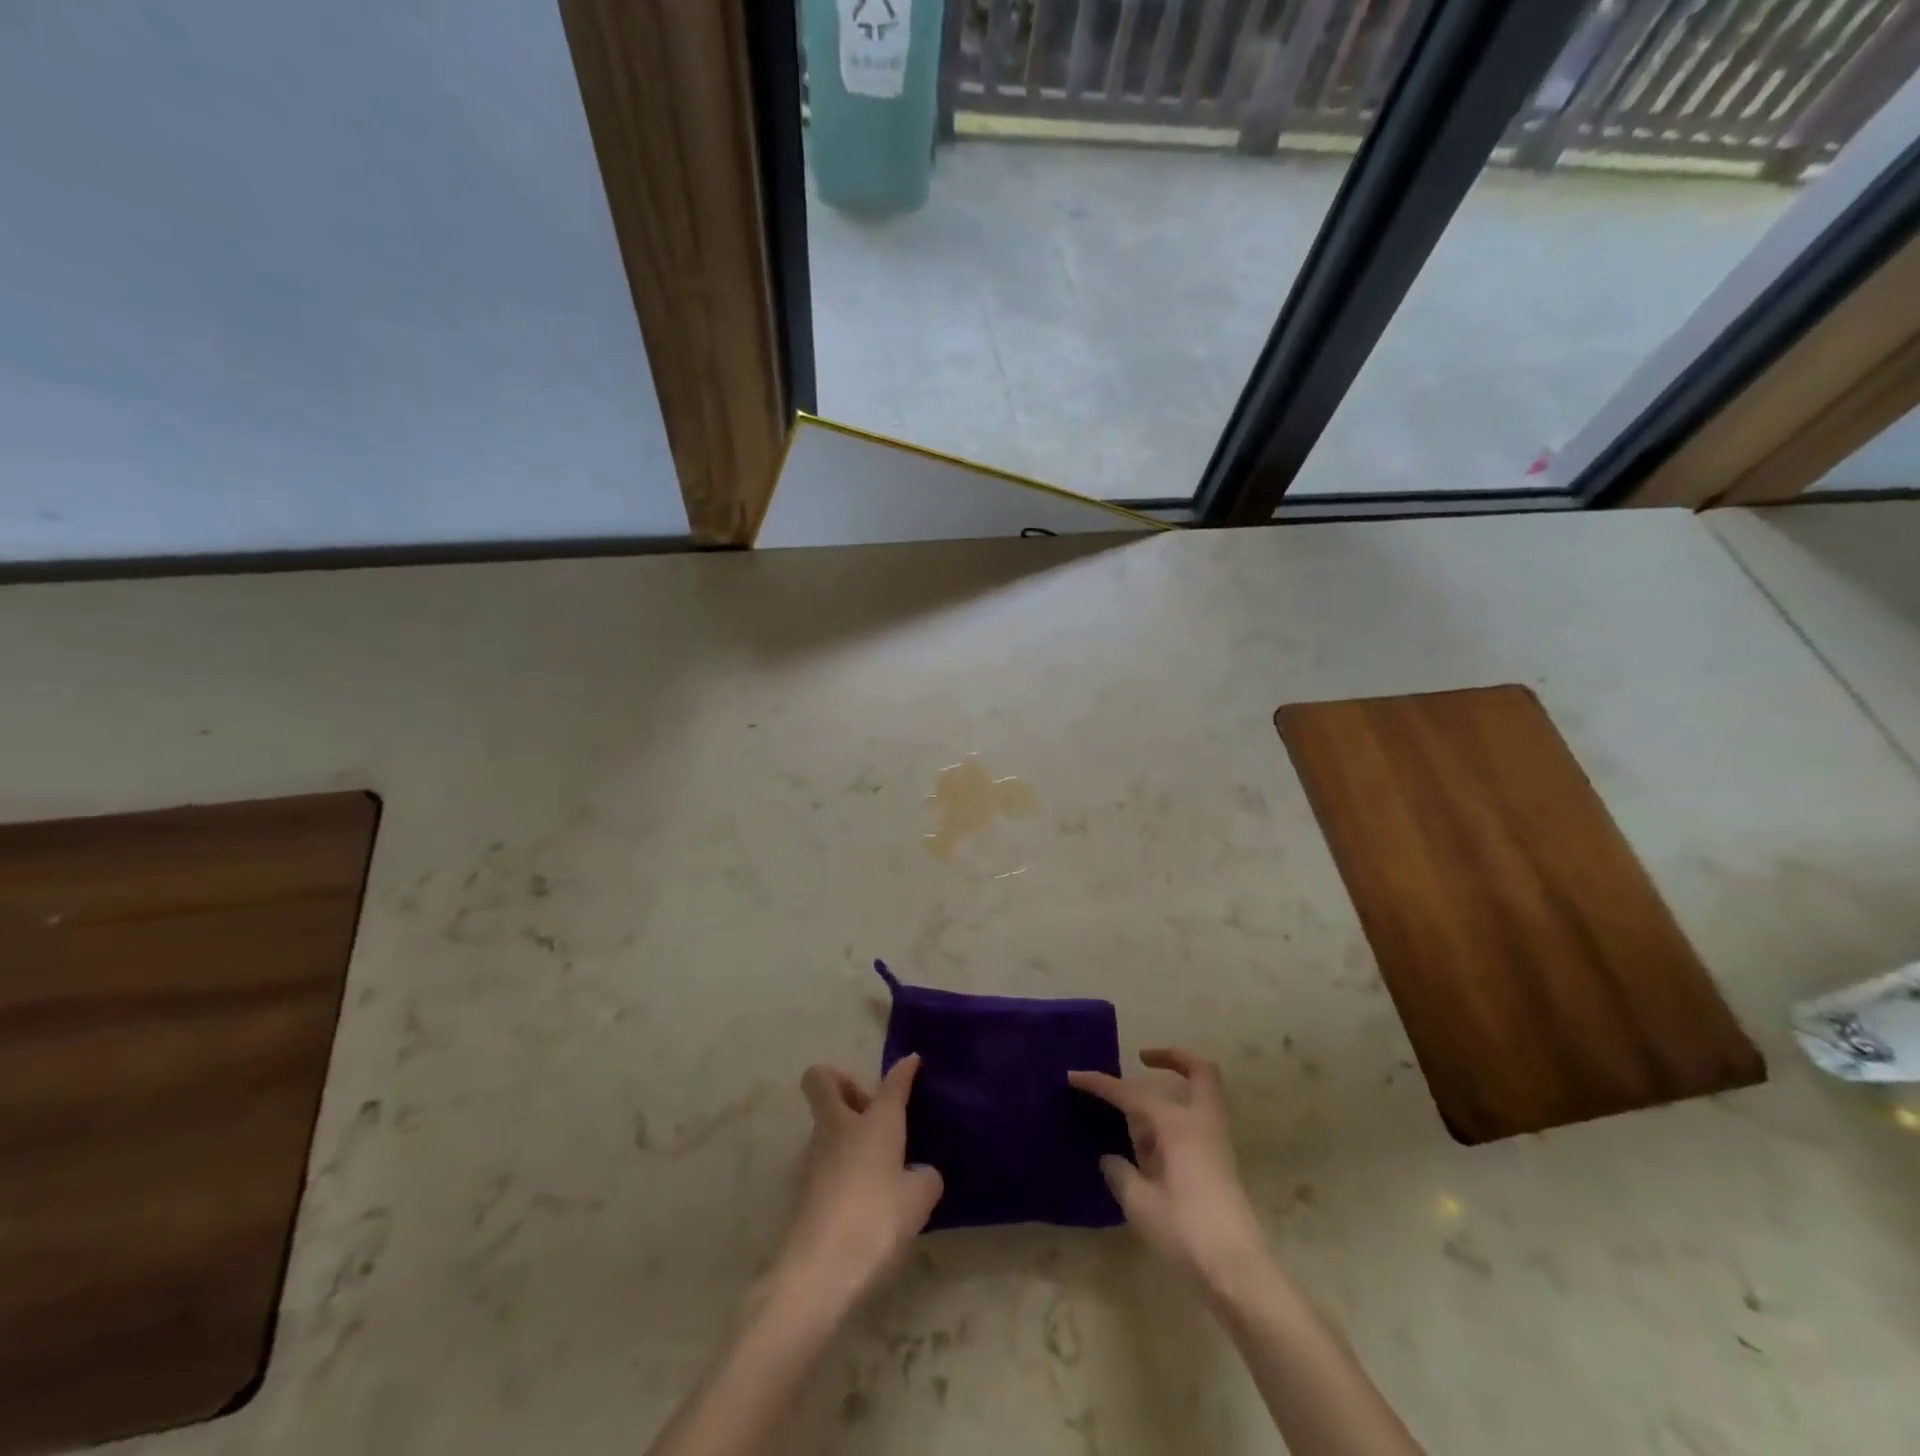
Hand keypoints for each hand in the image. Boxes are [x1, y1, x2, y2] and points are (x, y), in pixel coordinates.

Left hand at [771, 1056, 943, 1315]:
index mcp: (875, 1120)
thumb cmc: (876, 1219)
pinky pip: (825, 1159)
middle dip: (843, 1082)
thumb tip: (919, 1174)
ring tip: (877, 1163)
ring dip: (845, 1130)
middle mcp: (839, 1127)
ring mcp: (814, 1156)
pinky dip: (842, 1164)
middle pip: (823, 1081)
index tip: (912, 1062)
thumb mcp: (918, 1199)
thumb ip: (924, 1178)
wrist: (819, 1270)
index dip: (903, 1071)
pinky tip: (863, 1195)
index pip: (892, 1083)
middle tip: (871, 1109)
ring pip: (824, 1123)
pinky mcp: (803, 1188)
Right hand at [1069, 1048, 1269, 1291]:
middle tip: (1143, 1059)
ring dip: (1171, 1094)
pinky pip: (1196, 1123)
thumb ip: (1121, 1174)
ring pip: (1198, 1097)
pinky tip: (1150, 1149)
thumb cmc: (1187, 1232)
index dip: (1100, 1084)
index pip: (1131, 1094)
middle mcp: (1200, 1123)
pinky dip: (1175, 1120)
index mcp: (1177, 1125)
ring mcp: (1216, 1142)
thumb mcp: (1141, 1205)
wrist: (1239, 1272)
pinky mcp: (1221, 1164)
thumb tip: (1111, 1159)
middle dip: (1172, 1058)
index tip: (1074, 1076)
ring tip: (1135, 1121)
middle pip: (1199, 1071)